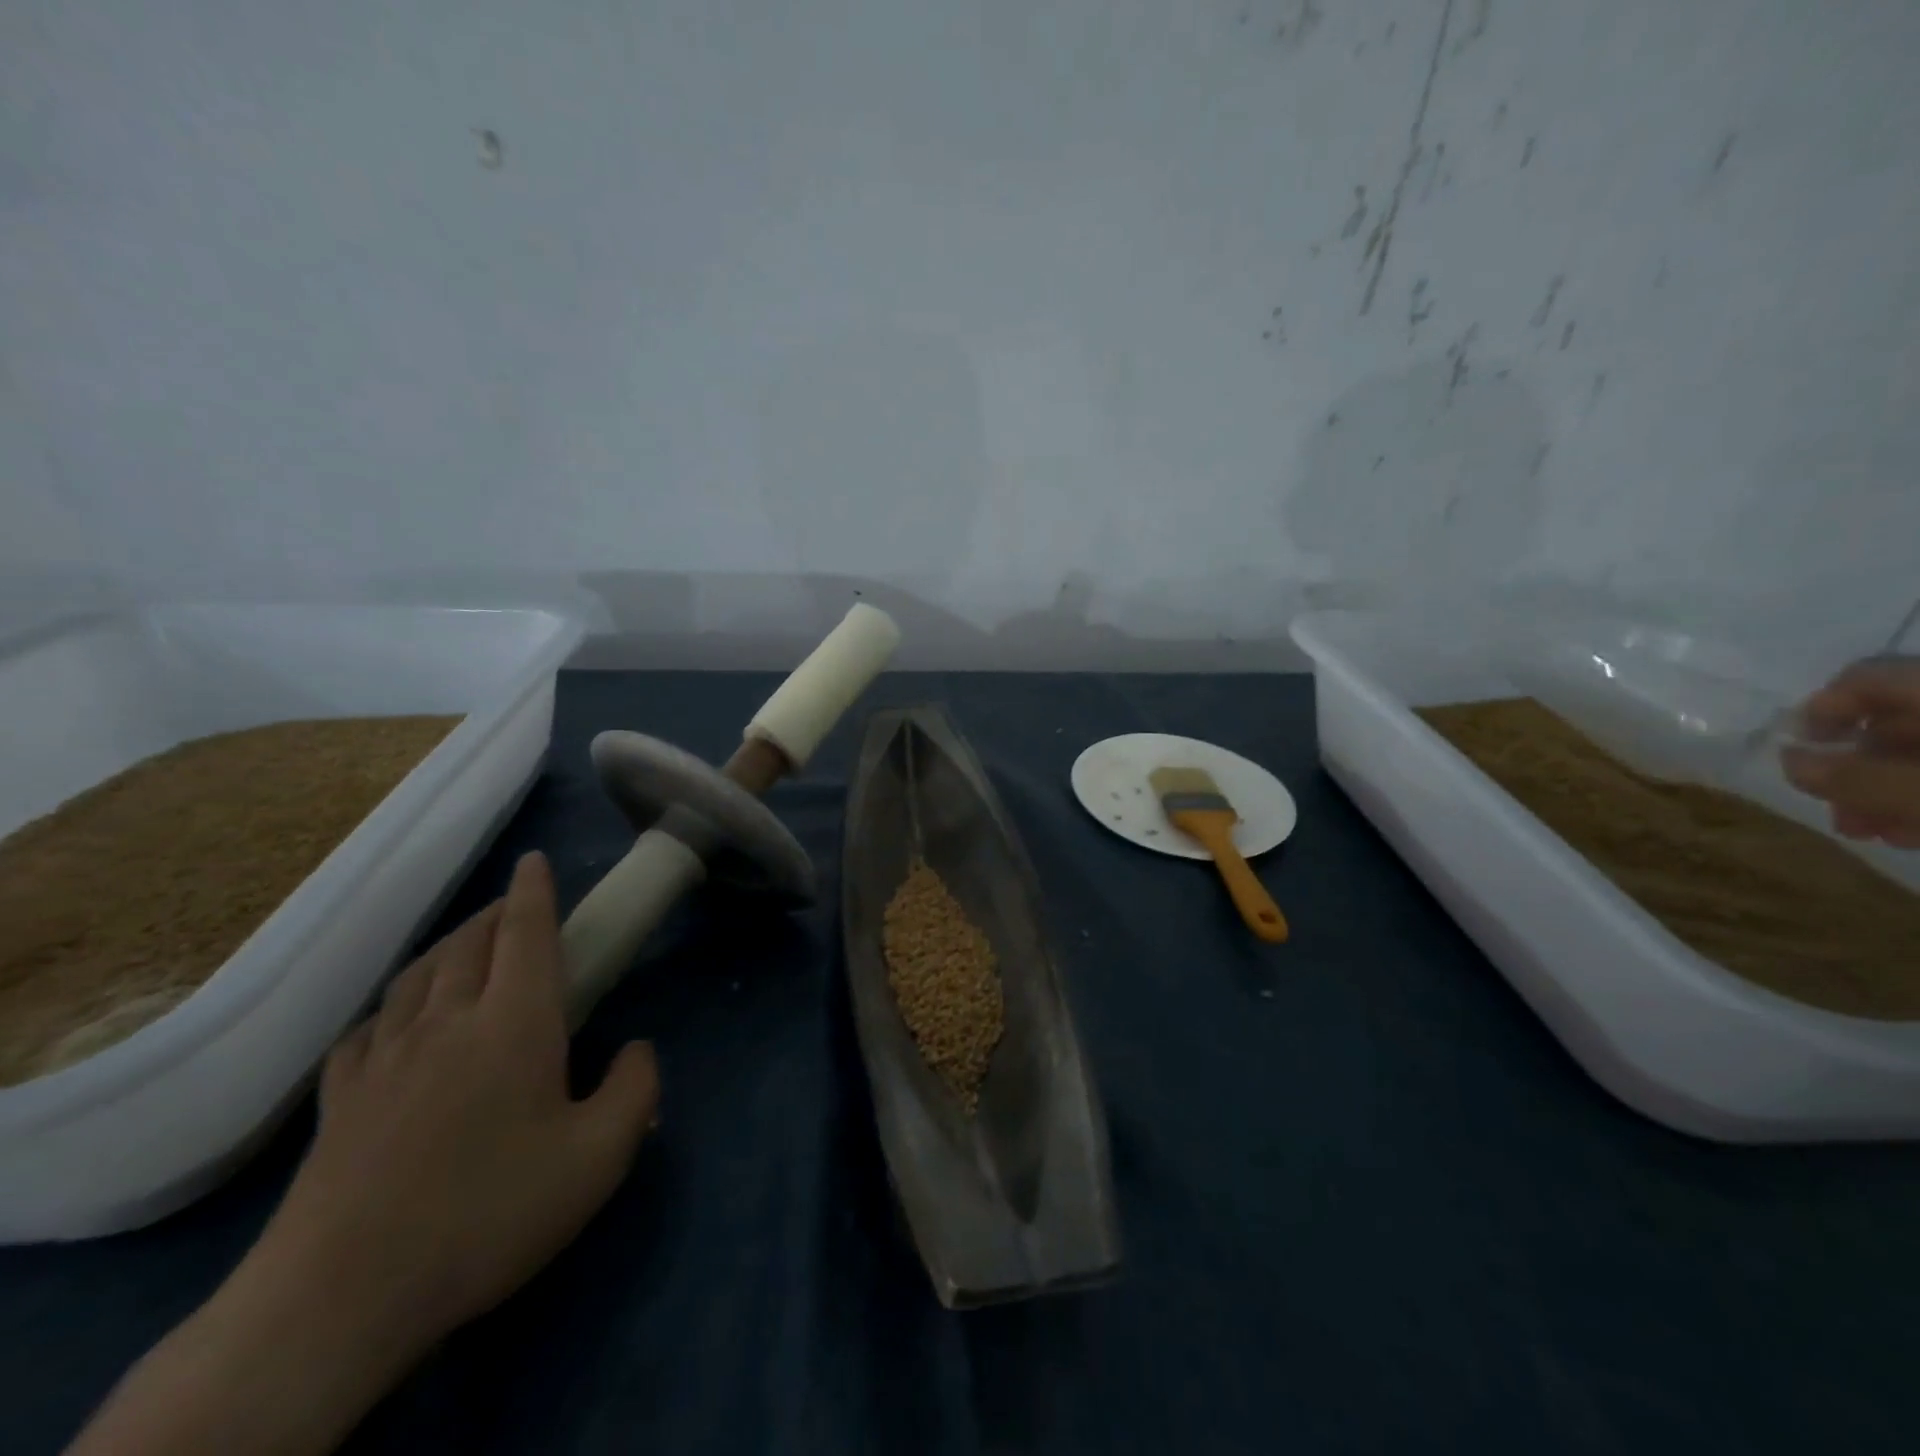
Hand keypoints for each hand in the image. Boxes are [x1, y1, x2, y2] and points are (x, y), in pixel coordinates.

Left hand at [69, 852, 659, 1455]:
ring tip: (464, 946)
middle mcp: (448, 1021)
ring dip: (447, 947)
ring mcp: (385, 1059)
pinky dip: (392, 1007)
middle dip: (494, 914)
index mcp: (514, 1021)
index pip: (525, 933)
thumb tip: (636, 1049)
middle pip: (469, 944)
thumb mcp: (599, 1157)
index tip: (533, 858)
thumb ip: (636, 1089)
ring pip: (417, 976)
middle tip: (514, 907)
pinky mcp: (338, 1102)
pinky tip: (395, 1022)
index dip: (533, 891)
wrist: (341, 1298)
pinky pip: (367, 1030)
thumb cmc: (490, 1212)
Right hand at [1781, 657, 1919, 847]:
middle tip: (1836, 811)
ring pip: (1915, 751)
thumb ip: (1851, 777)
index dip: (1821, 709)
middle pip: (1888, 722)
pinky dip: (1916, 795)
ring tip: (1870, 832)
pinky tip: (1910, 829)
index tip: (1799, 749)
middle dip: (1853, 768)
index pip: (1862, 678)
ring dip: (1882, 790)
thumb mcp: (1919, 791)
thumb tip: (1786, 761)